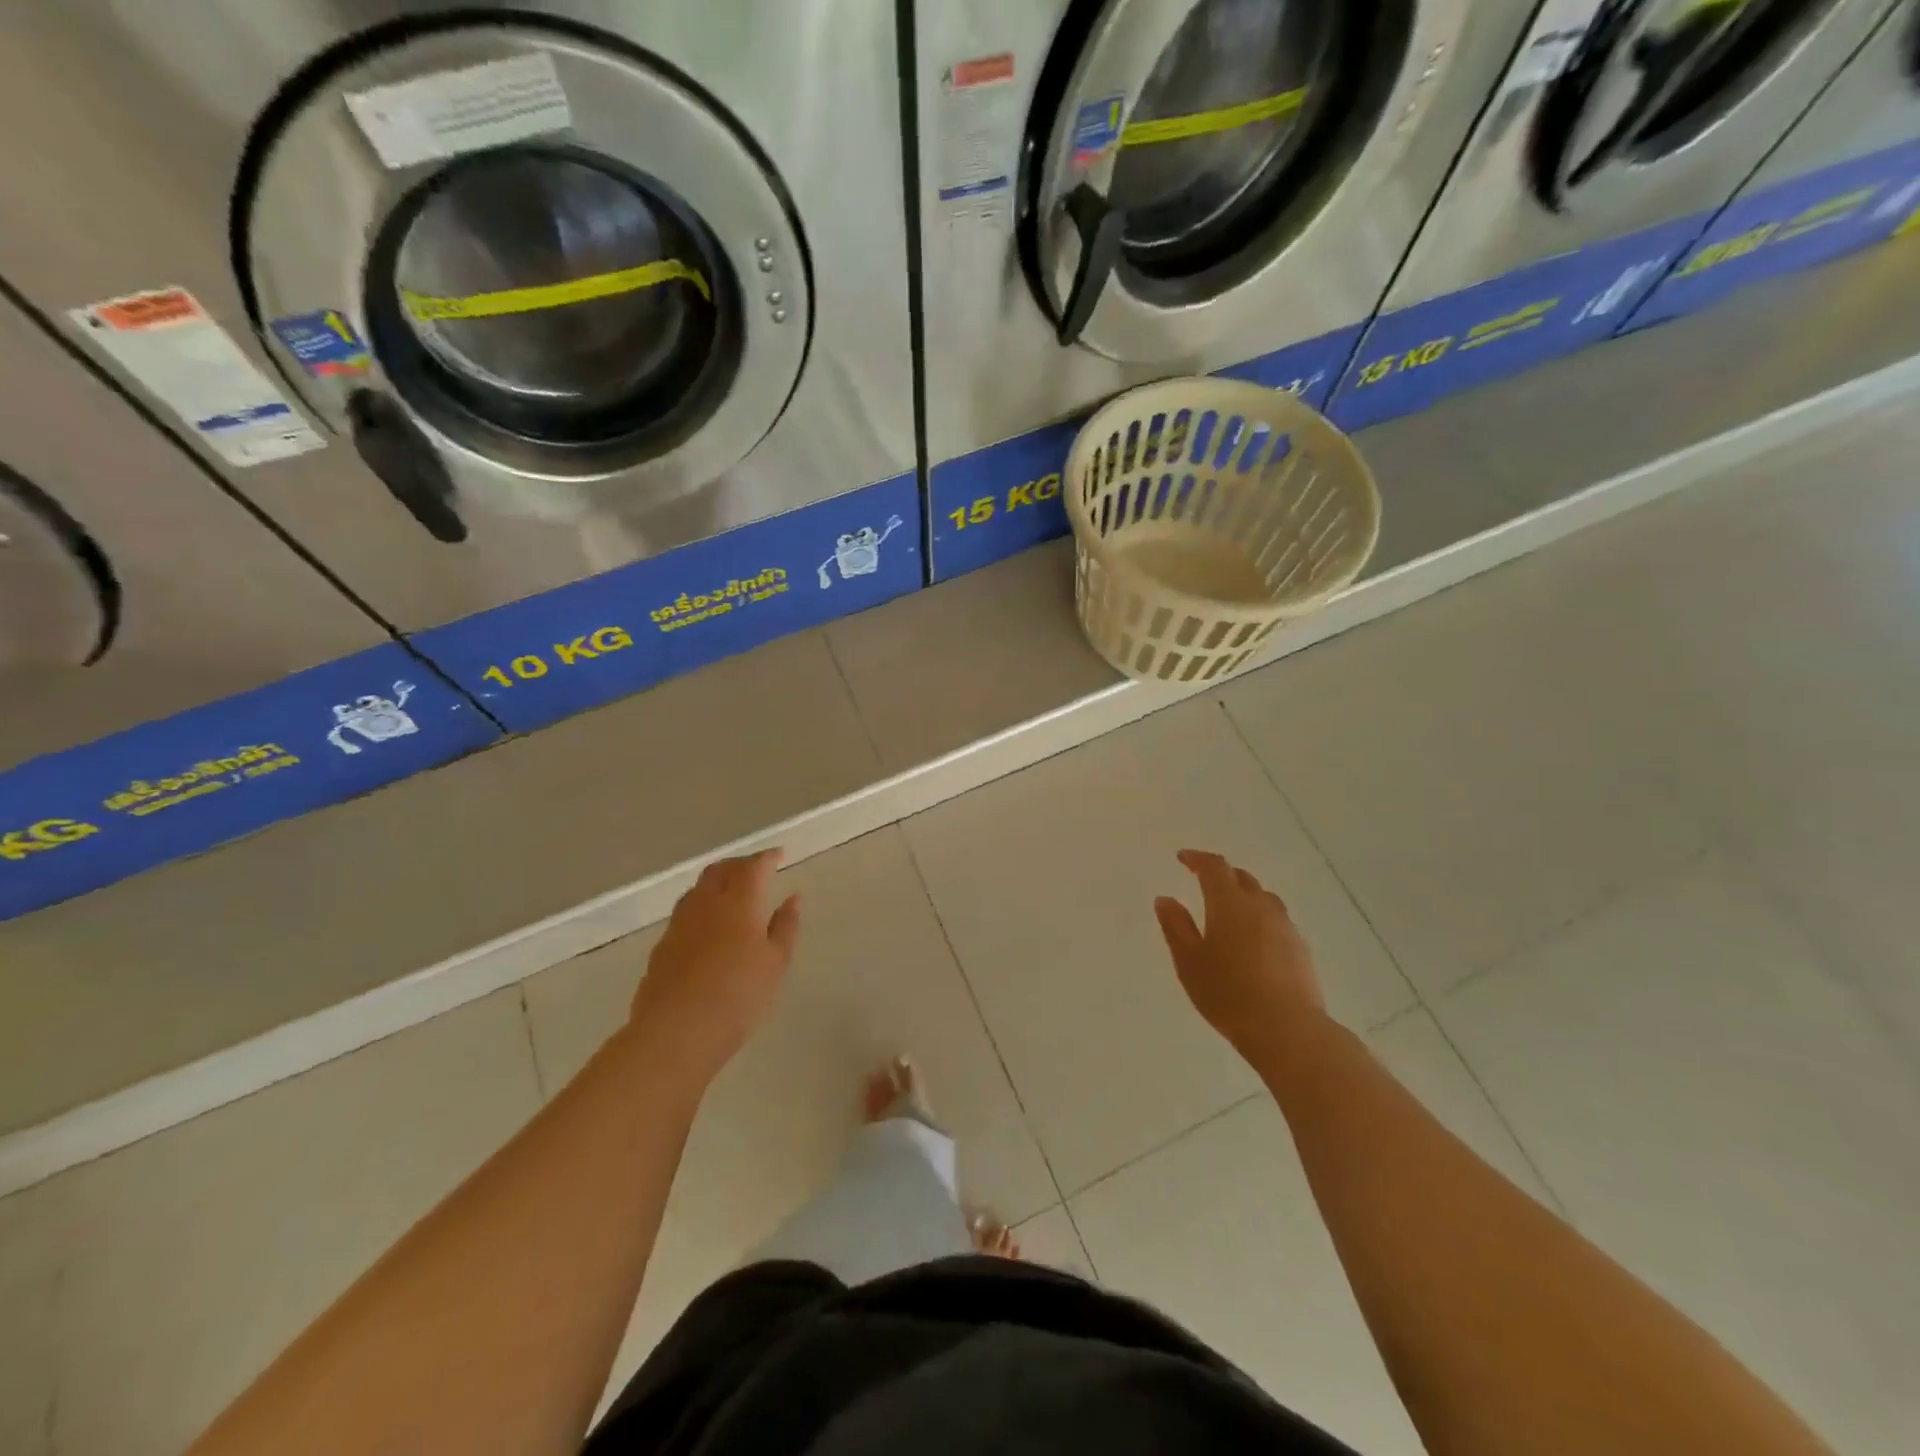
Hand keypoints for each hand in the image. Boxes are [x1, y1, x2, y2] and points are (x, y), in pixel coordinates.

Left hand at [628, 849, 800, 1077]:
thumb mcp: (775, 963)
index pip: (754, 866)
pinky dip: (702, 907)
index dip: (767, 857)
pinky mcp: (662, 946)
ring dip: (717, 883)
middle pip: (720, 870)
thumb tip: (793, 898)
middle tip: (756, 870)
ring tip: (731, 894)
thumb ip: (785, 926)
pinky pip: (685, 912)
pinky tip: (709, 926)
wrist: (675, 1032)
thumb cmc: (738, 996)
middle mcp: (706, 904)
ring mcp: (679, 924)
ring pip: (698, 889)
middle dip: (739, 864)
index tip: (779, 855)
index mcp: (739, 902)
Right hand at [1154, 849, 1328, 1066]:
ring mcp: (1285, 926)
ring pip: (1263, 897)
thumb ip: (1176, 926)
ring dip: (1244, 894)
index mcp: (1229, 903)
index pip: (1214, 867)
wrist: (1287, 1029)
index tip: (1183, 858)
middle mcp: (1260, 906)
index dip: (1197, 859)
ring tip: (1229, 909)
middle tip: (1203, 880)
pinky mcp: (1300, 948)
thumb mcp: (1189, 961)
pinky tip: (1253, 939)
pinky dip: (1260, 917)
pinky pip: (1276, 919)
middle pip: (1241, 877)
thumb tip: (1165, 899)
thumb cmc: (1228, 993)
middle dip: (1221, 874)